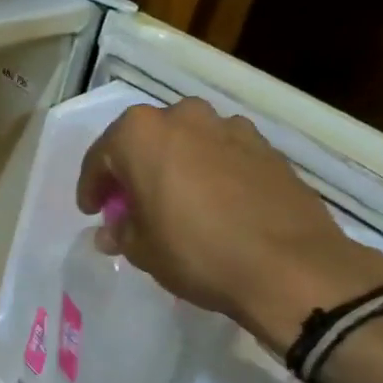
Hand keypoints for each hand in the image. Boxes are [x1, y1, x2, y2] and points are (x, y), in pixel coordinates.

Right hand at [76, 98, 382, 349]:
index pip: (101, 156)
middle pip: (145, 141)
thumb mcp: (142, 250)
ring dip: (173, 167)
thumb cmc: (197, 252)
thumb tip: (113, 229)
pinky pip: (221, 154)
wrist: (290, 266)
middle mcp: (184, 116)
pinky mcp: (266, 147)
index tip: (92, 211)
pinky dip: (209, 172)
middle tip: (130, 205)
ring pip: (186, 143)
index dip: (92, 186)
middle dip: (133, 170)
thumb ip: (121, 231)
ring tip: (174, 204)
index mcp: (141, 133)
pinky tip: (213, 205)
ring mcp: (230, 127)